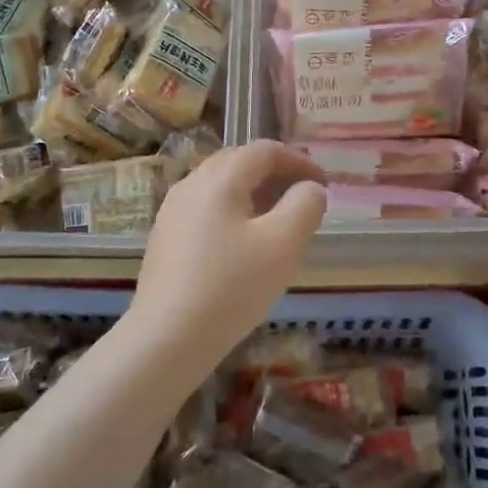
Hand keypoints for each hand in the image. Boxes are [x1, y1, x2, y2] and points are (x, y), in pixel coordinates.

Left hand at [133, 141, 326, 359]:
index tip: (323, 183)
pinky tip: (243, 248)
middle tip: (302, 199)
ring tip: (277, 224)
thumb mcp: (283, 244)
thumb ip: (304, 206)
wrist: (167, 338)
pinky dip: (233, 214)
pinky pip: (206, 211)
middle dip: (275, 174)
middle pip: (238, 163)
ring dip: (254, 195)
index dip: (299, 160)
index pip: (264, 150)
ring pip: (220, 188)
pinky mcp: (165, 240)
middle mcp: (191, 184)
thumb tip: (310, 188)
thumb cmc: (231, 286)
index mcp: (220, 178)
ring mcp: (172, 212)